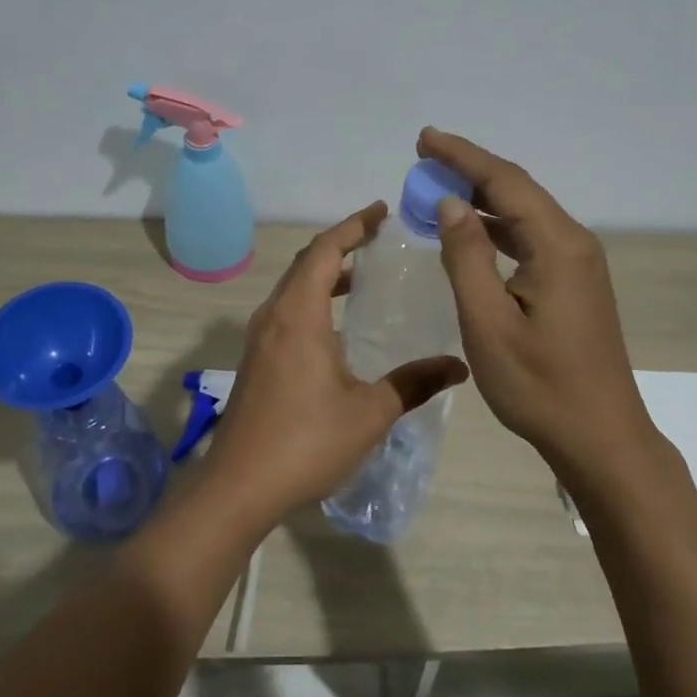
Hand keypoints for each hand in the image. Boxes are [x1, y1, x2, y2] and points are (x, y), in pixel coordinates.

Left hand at [202, 202, 468, 529]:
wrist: (238, 486)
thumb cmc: (306, 442)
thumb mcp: (370, 412)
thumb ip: (414, 382)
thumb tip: (458, 365)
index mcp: (299, 315)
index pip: (326, 251)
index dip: (353, 226)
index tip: (381, 210)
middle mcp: (275, 316)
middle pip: (307, 263)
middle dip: (341, 244)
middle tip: (379, 238)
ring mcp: (260, 338)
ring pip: (294, 288)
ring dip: (326, 273)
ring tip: (365, 275)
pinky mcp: (256, 360)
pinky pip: (287, 311)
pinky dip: (314, 299)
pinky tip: (338, 325)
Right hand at [417, 128, 648, 464]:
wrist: (600, 436)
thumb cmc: (539, 385)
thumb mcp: (488, 323)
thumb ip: (467, 257)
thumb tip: (451, 202)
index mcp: (557, 245)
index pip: (506, 181)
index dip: (462, 156)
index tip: (424, 139)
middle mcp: (573, 243)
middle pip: (518, 190)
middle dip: (469, 170)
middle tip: (423, 159)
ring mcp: (577, 264)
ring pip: (524, 214)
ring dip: (481, 199)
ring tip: (436, 189)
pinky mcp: (574, 283)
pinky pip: (530, 238)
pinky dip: (496, 227)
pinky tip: (470, 233)